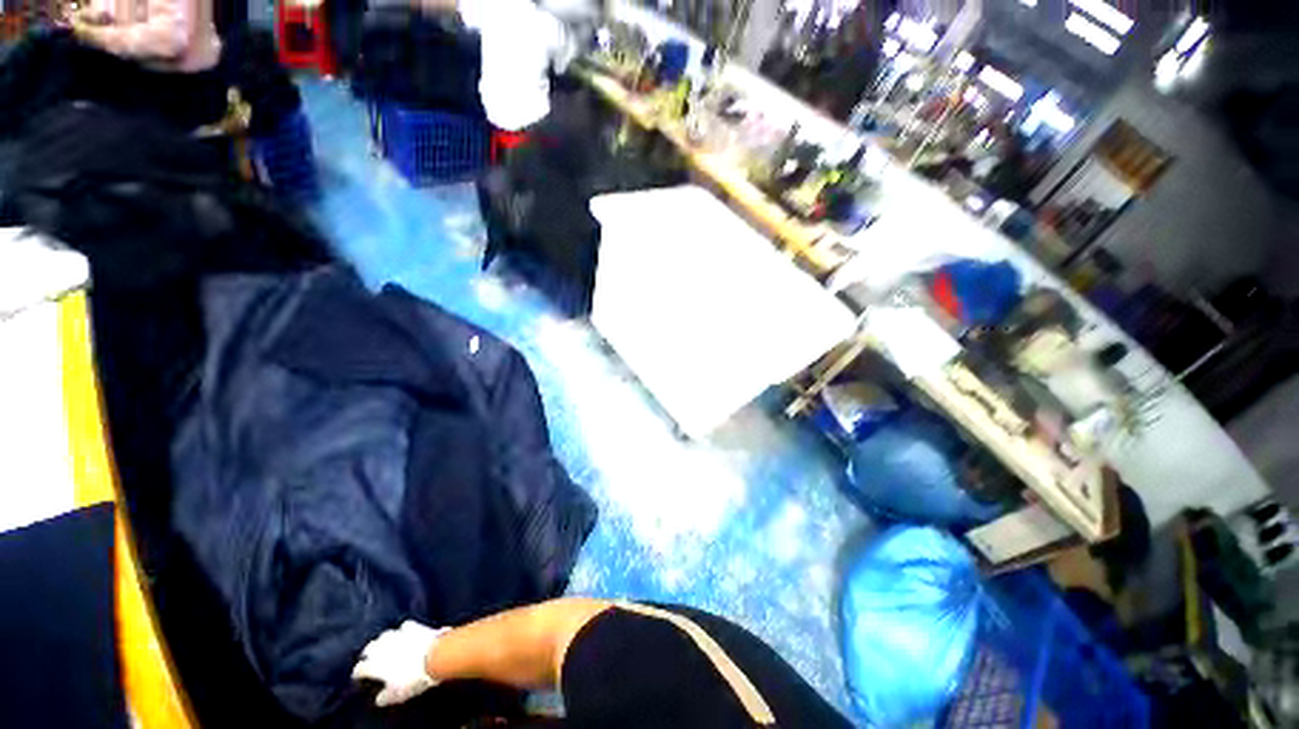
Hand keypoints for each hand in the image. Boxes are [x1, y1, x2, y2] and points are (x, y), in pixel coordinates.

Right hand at [352, 621, 447, 706]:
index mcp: (374, 665)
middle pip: (369, 648)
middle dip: (368, 653)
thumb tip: (379, 699)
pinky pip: (404, 626)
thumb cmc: (412, 679)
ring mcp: (397, 635)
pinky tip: (405, 633)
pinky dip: (403, 630)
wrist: (434, 656)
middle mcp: (382, 648)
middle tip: (370, 658)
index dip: (358, 673)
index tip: (359, 676)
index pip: (360, 668)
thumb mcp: (396, 695)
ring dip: (383, 640)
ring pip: (384, 635)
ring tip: (386, 645)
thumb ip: (384, 697)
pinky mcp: (412, 626)